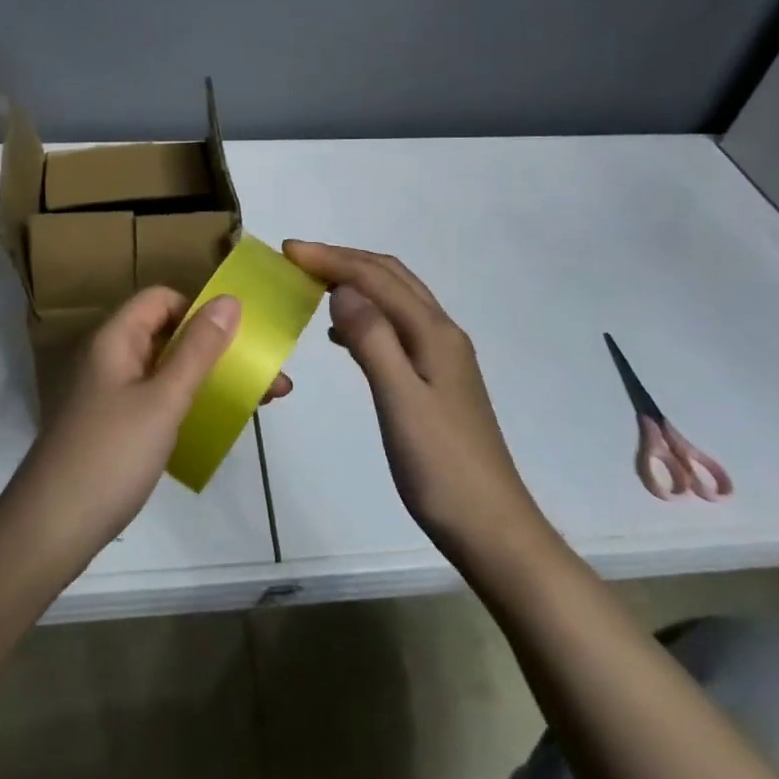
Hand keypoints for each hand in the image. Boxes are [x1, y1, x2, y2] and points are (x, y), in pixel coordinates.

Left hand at [5, 287, 291, 569]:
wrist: (51, 530)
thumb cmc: (111, 455)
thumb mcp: (163, 400)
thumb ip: (198, 350)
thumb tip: (229, 300)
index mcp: (115, 340)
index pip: (161, 299)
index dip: (199, 309)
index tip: (237, 336)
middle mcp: (111, 359)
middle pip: (169, 335)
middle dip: (219, 350)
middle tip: (267, 376)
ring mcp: (111, 396)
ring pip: (168, 371)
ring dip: (211, 379)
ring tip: (261, 402)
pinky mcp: (114, 428)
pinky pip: (159, 400)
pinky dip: (191, 404)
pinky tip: (220, 424)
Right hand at [282, 242, 537, 565]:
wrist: (490, 527)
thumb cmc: (440, 466)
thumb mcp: (400, 400)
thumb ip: (372, 339)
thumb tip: (344, 289)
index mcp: (433, 333)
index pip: (377, 278)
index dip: (332, 259)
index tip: (288, 251)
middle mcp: (441, 334)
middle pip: (391, 278)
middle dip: (344, 260)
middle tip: (297, 259)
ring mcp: (442, 357)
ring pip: (395, 300)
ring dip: (356, 283)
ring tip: (313, 285)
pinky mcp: (436, 380)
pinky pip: (395, 328)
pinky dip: (365, 316)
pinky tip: (342, 335)